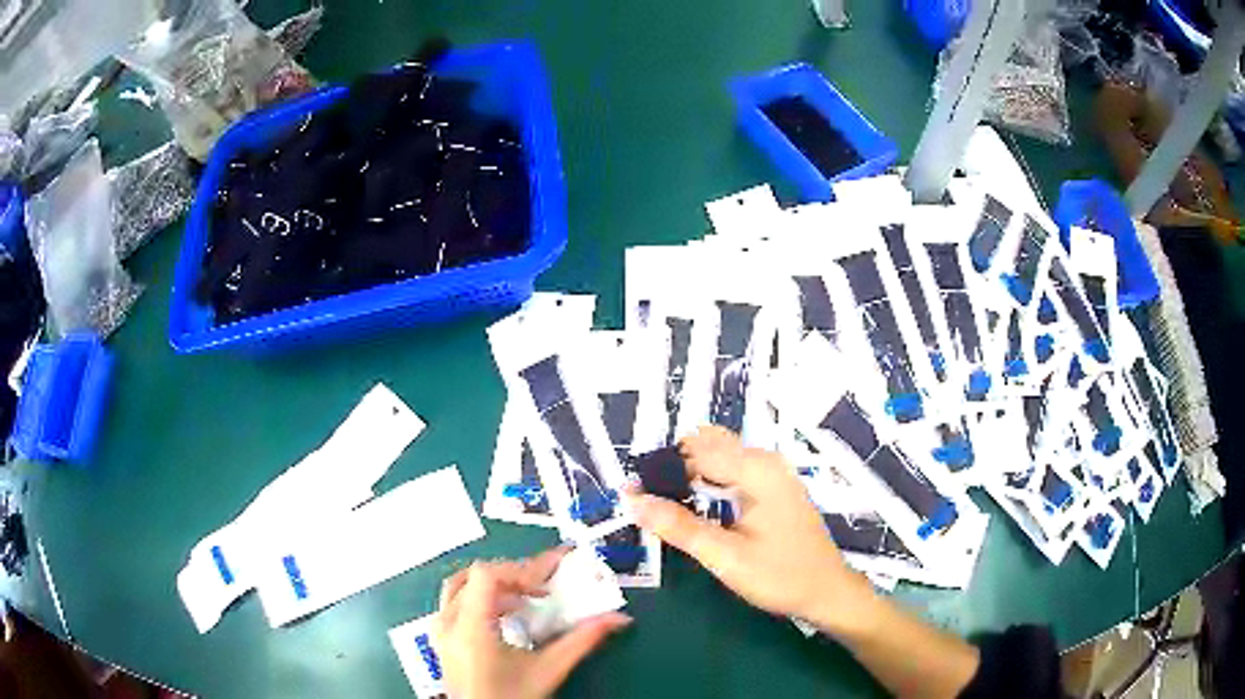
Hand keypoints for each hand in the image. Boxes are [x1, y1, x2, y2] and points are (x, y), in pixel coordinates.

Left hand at [433, 548, 631, 698]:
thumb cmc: (511, 698)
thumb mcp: (548, 670)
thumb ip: (582, 641)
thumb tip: (617, 618)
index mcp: (470, 628)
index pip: (487, 575)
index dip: (519, 571)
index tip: (547, 585)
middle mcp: (448, 623)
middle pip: (474, 576)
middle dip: (511, 576)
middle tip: (542, 587)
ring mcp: (440, 631)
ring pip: (460, 587)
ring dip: (494, 586)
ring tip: (524, 598)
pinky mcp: (442, 639)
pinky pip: (455, 603)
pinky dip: (481, 599)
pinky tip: (506, 615)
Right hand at [627, 426, 878, 635]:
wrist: (826, 591)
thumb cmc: (780, 575)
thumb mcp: (725, 557)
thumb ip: (678, 527)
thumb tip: (633, 501)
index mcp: (757, 470)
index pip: (696, 452)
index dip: (660, 470)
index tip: (632, 494)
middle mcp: (766, 461)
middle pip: (708, 445)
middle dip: (674, 467)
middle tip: (647, 501)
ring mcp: (773, 472)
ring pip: (720, 455)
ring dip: (690, 472)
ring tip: (665, 504)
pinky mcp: (774, 485)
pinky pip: (733, 468)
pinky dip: (708, 479)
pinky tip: (696, 504)